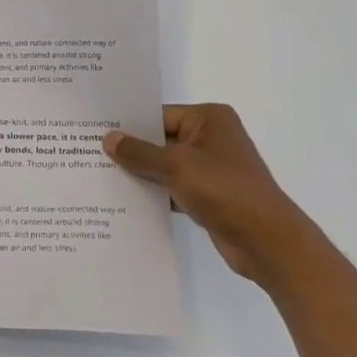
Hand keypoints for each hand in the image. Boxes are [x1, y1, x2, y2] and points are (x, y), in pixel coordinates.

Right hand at [104, 105, 317, 284]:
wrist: (267, 241)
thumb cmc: (224, 190)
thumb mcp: (175, 166)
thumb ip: (139, 153)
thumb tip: (108, 138)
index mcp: (209, 119)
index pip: (159, 115)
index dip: (129, 124)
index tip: (95, 130)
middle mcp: (211, 138)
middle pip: (161, 140)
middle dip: (131, 150)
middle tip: (90, 152)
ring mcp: (211, 168)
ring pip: (165, 166)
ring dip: (141, 174)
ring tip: (101, 176)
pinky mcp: (209, 195)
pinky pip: (173, 187)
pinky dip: (155, 193)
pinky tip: (125, 200)